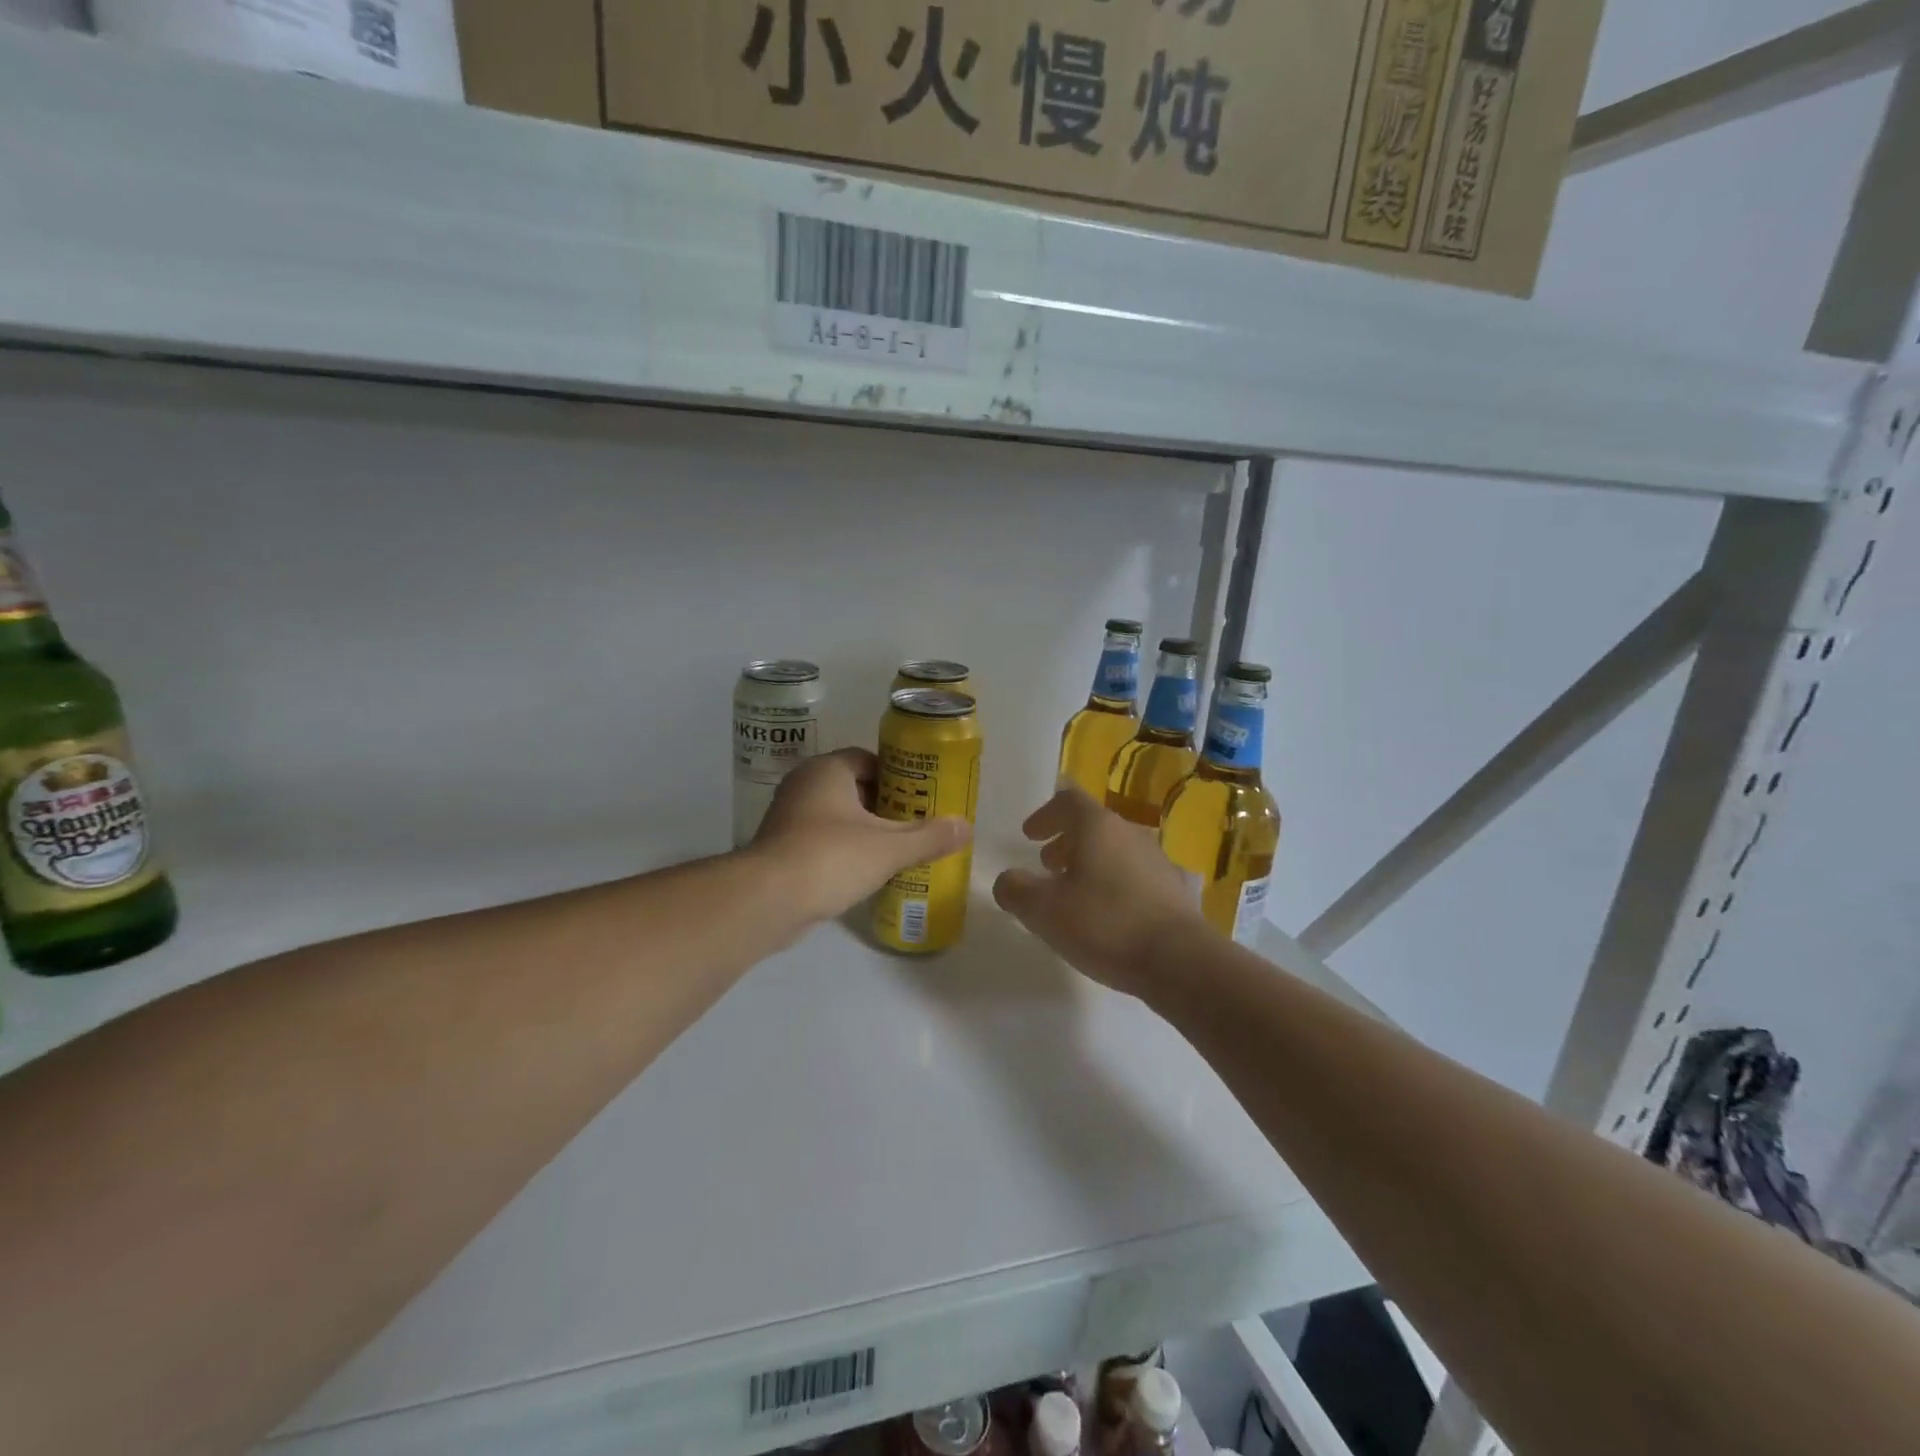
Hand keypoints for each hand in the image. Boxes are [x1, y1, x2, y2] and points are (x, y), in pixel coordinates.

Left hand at [752, 749, 971, 923]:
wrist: (768, 900)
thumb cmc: (831, 857)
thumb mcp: (888, 848)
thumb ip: (928, 837)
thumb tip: (966, 827)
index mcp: (827, 770)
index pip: (867, 760)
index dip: (896, 776)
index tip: (919, 797)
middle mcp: (803, 784)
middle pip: (853, 787)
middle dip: (883, 805)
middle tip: (914, 825)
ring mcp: (787, 816)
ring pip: (835, 815)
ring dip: (862, 830)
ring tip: (895, 850)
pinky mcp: (780, 847)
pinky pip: (820, 839)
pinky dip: (842, 850)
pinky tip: (864, 872)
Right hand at [992, 788, 1204, 997]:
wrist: (1180, 960)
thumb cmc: (1104, 924)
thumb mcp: (1043, 910)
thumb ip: (1015, 890)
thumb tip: (1007, 881)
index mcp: (1098, 827)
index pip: (1068, 800)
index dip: (1045, 814)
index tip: (1029, 835)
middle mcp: (1130, 833)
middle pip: (1093, 825)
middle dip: (1066, 842)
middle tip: (1047, 865)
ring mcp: (1156, 860)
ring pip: (1115, 850)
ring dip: (1089, 864)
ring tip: (1074, 893)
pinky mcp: (1173, 890)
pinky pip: (1134, 875)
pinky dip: (1113, 884)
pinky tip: (1107, 916)